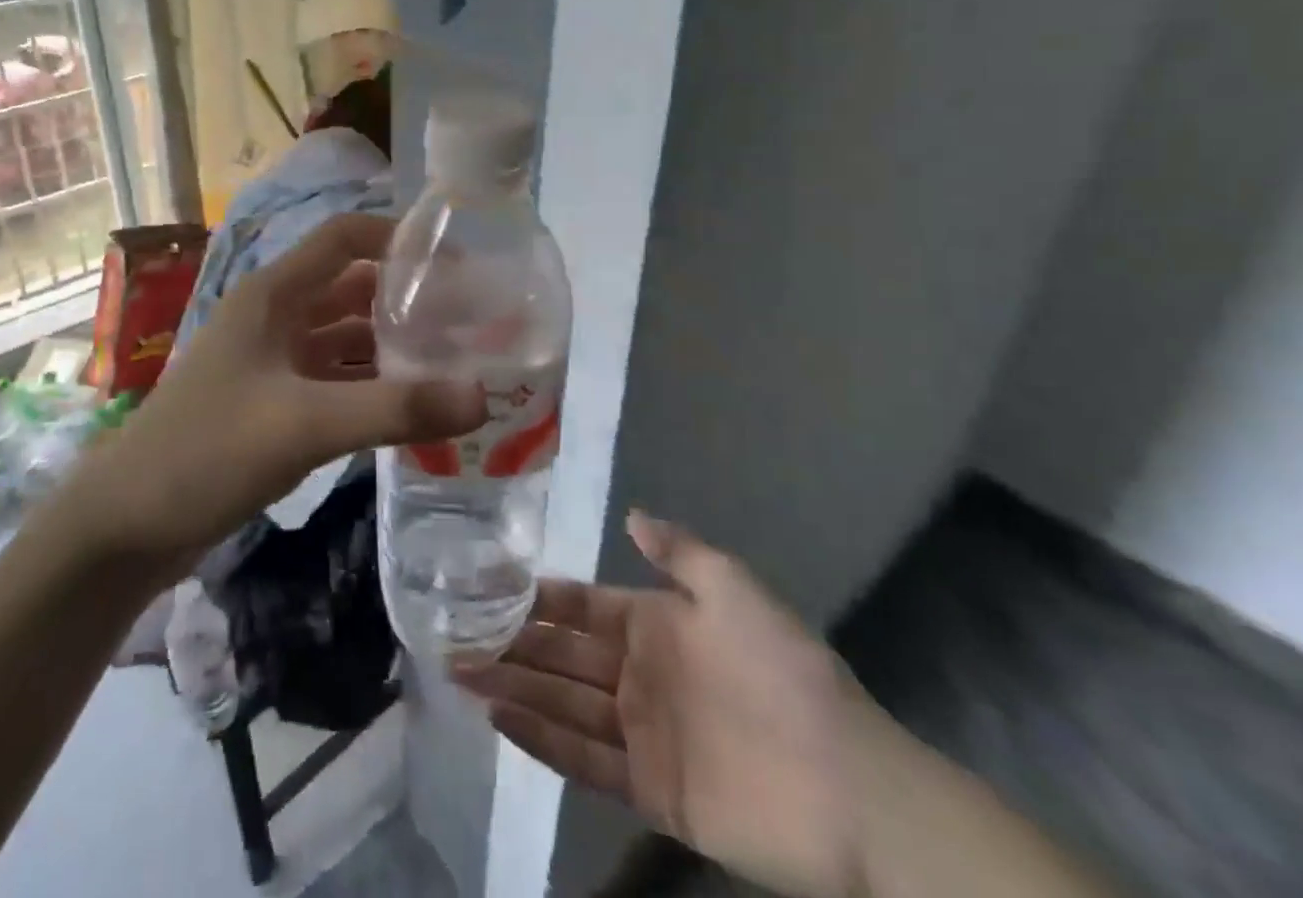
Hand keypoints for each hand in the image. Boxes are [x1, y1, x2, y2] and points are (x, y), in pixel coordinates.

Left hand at [71, 213, 484, 576]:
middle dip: (406, 299)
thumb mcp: (304, 424)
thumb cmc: (206, 453)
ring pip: (344, 339)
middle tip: (471, 320)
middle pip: (351, 289)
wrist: (126, 526)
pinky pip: (334, 381)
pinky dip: (370, 388)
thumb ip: (393, 409)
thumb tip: (482, 396)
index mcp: (273, 294)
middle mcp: (274, 317)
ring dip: (392, 348)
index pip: (344, 238)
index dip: (396, 237)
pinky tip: (411, 409)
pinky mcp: (272, 404)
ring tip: (455, 364)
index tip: (456, 260)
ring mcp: (272, 362)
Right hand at [457, 513, 865, 897]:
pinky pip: (582, 758)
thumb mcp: (732, 589)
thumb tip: (630, 514)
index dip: (539, 596)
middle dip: (511, 641)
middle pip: (562, 654)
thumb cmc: (781, 672)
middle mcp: (639, 673)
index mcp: (655, 623)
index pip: (582, 605)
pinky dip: (539, 739)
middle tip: (454, 631)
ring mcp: (640, 732)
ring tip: (460, 670)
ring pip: (561, 701)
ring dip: (512, 685)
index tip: (488, 583)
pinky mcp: (646, 788)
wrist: (848, 788)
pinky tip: (498, 717)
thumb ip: (679, 551)